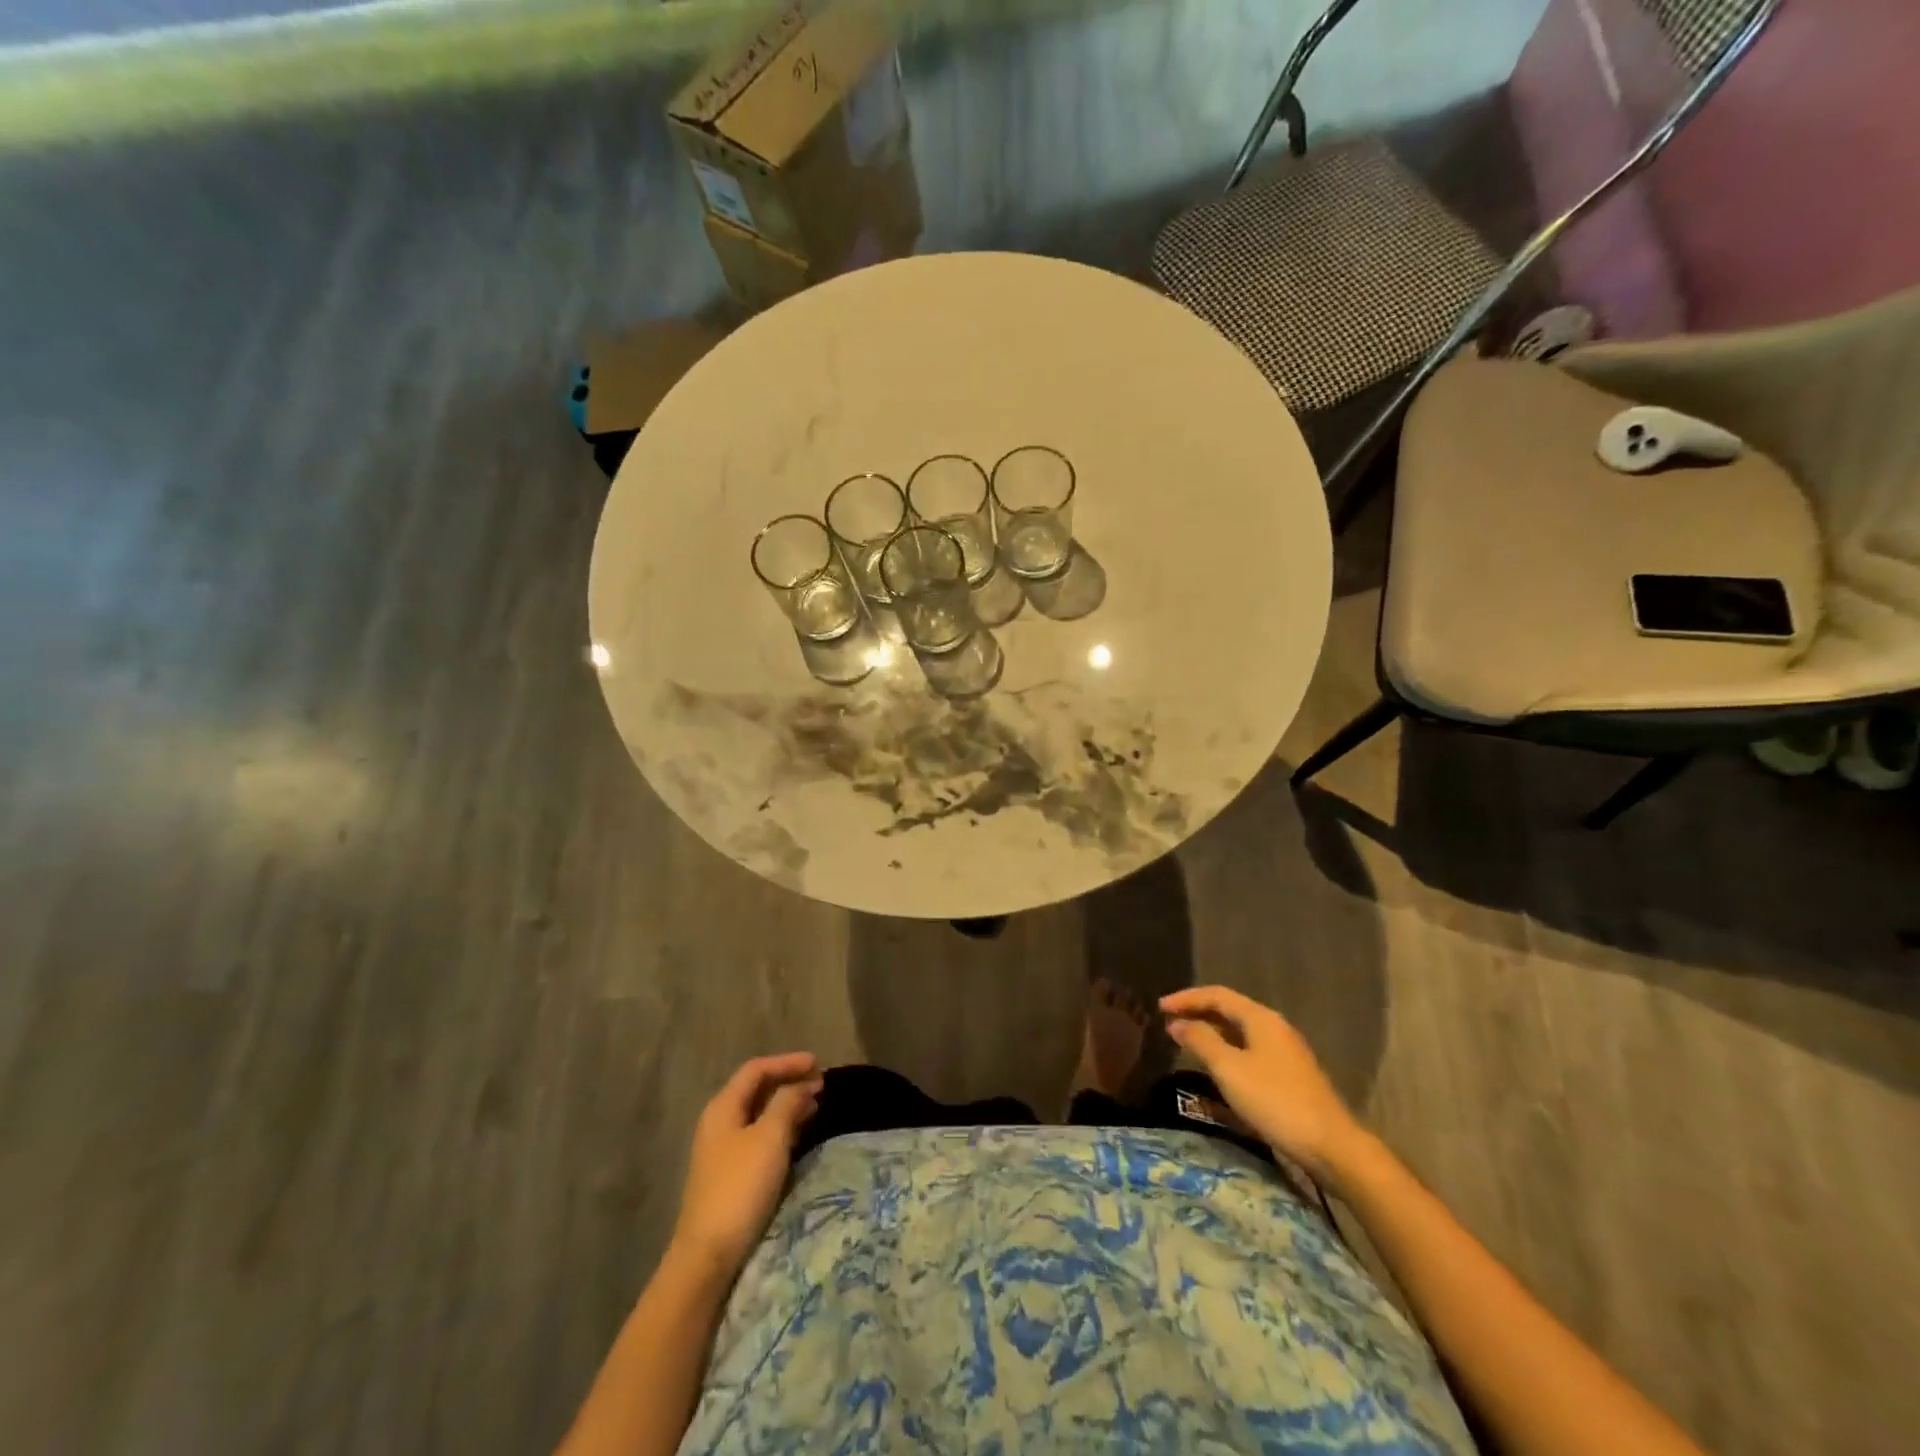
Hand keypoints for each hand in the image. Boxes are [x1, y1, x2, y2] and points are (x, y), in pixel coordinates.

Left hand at [670, 1053, 821, 1277]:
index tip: (818, 1064)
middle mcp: (719, 1122)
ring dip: (787, 1105)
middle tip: (821, 1085)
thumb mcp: (770, 1138)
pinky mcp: (730, 1174)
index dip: (787, 1062)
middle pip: (756, 1089)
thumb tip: (803, 1084)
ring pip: (759, 1114)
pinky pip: (759, 1136)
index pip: (756, 1069)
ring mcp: (722, 1150)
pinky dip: (780, 1127)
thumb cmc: (740, 1186)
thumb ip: (787, 1103)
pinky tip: (798, 1136)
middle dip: (789, 1082)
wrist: (708, 1255)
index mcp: (723, 1107)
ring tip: (815, 1107)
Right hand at [1160, 987, 1366, 1180]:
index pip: (1217, 995)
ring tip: (1187, 1042)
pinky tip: (1218, 1069)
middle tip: (1170, 1023)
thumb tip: (1178, 1023)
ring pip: (1240, 1032)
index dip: (1186, 998)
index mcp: (1260, 1018)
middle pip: (1230, 1010)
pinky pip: (1250, 1051)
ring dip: (1212, 1033)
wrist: (1332, 1146)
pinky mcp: (1290, 1075)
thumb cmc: (1275, 1101)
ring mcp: (1285, 1052)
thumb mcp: (1229, 1069)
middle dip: (1198, 1013)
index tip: (1159, 1008)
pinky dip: (1227, 1051)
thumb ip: (1201, 1041)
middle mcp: (1274, 1027)